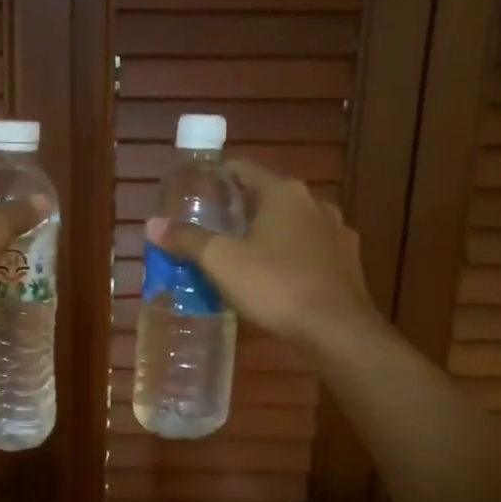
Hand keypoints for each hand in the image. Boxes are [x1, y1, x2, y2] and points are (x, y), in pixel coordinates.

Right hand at [145, 160, 378, 356]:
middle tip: (210, 230)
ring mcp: (336, 233)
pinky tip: (274, 280)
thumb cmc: (275, 286)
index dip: (216, 178)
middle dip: (239, 211)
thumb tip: (153, 224)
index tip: (195, 193)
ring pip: (291, 226)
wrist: (337, 331)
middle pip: (268, 197)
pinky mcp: (347, 264)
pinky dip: (288, 258)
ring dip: (266, 236)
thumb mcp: (221, 262)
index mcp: (284, 193)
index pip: (243, 170)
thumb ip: (187, 239)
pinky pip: (309, 252)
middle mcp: (314, 204)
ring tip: (240, 258)